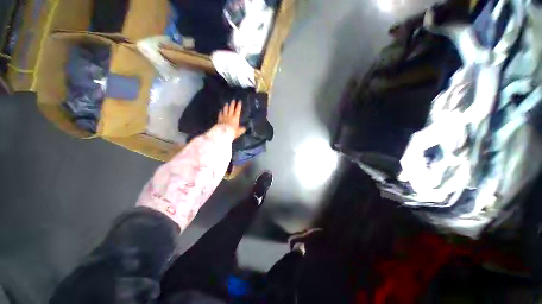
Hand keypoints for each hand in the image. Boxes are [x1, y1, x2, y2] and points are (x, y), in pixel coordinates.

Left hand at [218, 100, 246, 138]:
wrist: (223, 133)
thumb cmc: (232, 132)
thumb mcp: (238, 132)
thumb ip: (241, 129)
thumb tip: (244, 128)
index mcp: (235, 118)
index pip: (238, 110)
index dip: (239, 105)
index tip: (239, 101)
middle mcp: (230, 116)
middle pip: (231, 108)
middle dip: (232, 104)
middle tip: (233, 100)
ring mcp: (224, 117)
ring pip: (225, 110)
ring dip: (226, 106)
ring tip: (226, 103)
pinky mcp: (219, 119)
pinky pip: (220, 114)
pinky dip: (221, 112)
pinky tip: (220, 110)